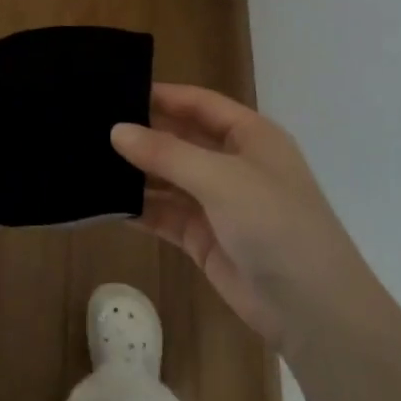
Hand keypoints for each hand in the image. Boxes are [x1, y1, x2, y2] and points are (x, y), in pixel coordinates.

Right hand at [112, 84, 364, 348]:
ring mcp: (218, 202)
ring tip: (87, 160)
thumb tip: (116, 130)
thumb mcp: (220, 179)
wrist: (312, 310)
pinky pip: (164, 214)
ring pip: (168, 178)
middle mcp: (233, 163)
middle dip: (142, 133)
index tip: (114, 90)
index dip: (161, 95)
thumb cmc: (275, 224)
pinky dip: (139, 208)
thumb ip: (166, 153)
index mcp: (250, 136)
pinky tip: (104, 201)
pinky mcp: (203, 237)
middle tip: (90, 125)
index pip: (199, 103)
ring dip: (136, 172)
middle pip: (180, 138)